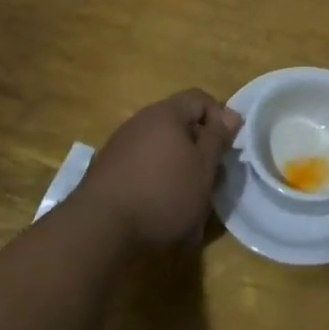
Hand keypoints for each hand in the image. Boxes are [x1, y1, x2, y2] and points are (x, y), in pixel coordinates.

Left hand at [75, 89, 243, 251]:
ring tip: (189, 208)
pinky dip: (158, 187)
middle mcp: (140, 122)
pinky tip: (162, 217)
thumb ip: (218, 138)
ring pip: (162, 153)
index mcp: (166, 114)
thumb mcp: (204, 167)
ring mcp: (120, 147)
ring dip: (179, 174)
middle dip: (199, 153)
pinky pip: (143, 172)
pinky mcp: (107, 173)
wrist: (98, 230)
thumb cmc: (163, 193)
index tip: (228, 148)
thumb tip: (231, 114)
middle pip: (180, 127)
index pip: (200, 99)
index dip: (220, 118)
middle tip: (211, 181)